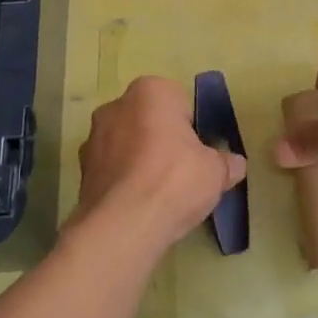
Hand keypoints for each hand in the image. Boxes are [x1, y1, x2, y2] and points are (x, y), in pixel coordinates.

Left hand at [76, 76, 245, 247]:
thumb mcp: (216, 171)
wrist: (124, 225)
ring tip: (160, 194)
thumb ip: (227, 163)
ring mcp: (93, 138)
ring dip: (140, 160)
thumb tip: (235, 165)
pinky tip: (139, 206)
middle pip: (149, 120)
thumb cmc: (175, 180)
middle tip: (182, 171)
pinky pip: (112, 169)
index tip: (199, 152)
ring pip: (127, 144)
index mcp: (151, 91)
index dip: (192, 127)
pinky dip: (124, 181)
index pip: (179, 101)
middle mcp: (116, 106)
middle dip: (163, 140)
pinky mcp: (81, 170)